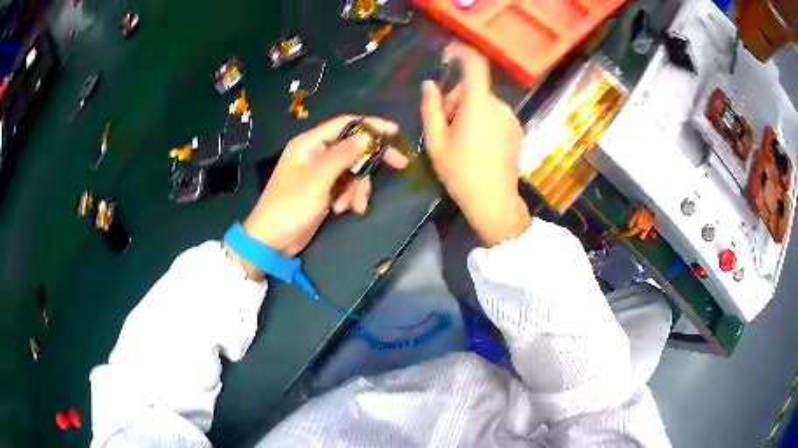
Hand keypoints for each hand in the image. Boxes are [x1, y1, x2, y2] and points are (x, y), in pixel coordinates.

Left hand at [241, 115, 408, 256]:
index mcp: (310, 143)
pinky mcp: (324, 190)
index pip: (345, 124)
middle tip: (400, 165)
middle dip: (372, 161)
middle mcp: (316, 153)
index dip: (371, 125)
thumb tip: (368, 136)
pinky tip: (344, 210)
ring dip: (358, 187)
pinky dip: (350, 197)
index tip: (395, 131)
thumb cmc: (290, 205)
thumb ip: (343, 155)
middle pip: (353, 148)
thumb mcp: (318, 179)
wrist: (272, 240)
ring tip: (353, 206)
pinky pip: (346, 186)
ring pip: (352, 170)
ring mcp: (320, 173)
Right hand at [421, 42, 529, 245]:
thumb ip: (430, 108)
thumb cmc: (460, 172)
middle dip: (456, 100)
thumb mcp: (436, 142)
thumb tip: (429, 85)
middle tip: (444, 126)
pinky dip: (483, 121)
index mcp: (478, 105)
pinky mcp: (517, 131)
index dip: (462, 53)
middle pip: (473, 89)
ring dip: (469, 112)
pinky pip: (495, 115)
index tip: (448, 53)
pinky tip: (478, 146)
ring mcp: (511, 119)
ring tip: (461, 140)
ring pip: (484, 103)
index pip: (475, 65)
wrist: (494, 202)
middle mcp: (499, 106)